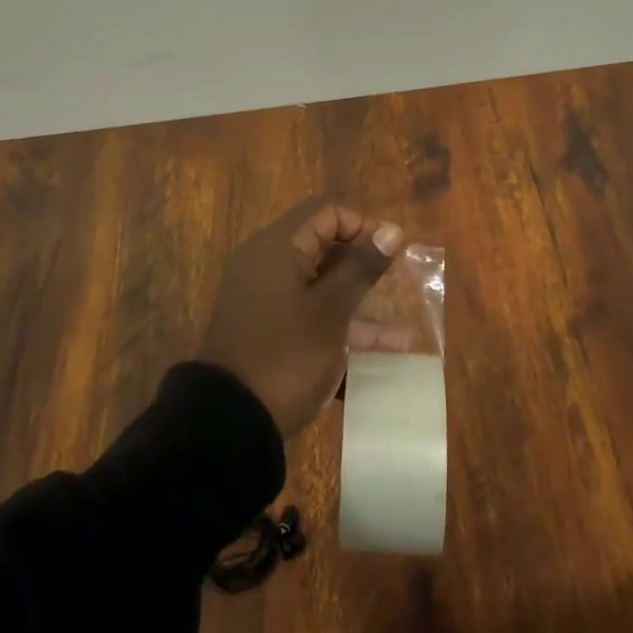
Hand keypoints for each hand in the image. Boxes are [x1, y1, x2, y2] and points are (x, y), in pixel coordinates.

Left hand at [199, 199, 404, 436]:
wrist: (229, 421)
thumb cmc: (287, 355)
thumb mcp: (331, 311)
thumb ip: (361, 268)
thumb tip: (391, 230)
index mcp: (278, 247)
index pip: (325, 212)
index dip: (363, 225)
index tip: (393, 253)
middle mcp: (267, 264)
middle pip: (323, 247)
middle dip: (363, 264)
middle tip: (398, 284)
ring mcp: (264, 298)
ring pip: (320, 286)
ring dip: (358, 302)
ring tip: (403, 328)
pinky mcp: (266, 329)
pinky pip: (308, 314)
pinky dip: (339, 325)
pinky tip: (380, 352)